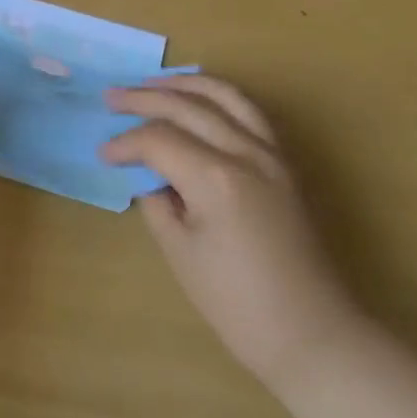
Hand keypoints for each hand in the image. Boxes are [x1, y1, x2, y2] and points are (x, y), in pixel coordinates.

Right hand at [101, 75, 361, 390]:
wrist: (313, 334)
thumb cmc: (237, 303)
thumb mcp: (181, 253)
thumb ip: (158, 202)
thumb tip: (149, 178)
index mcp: (216, 178)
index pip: (158, 140)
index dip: (125, 143)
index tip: (103, 155)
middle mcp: (246, 153)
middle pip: (188, 107)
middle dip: (144, 98)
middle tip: (111, 98)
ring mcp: (272, 155)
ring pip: (226, 96)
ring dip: (186, 85)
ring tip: (153, 83)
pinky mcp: (285, 165)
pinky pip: (250, 113)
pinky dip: (219, 97)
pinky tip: (200, 101)